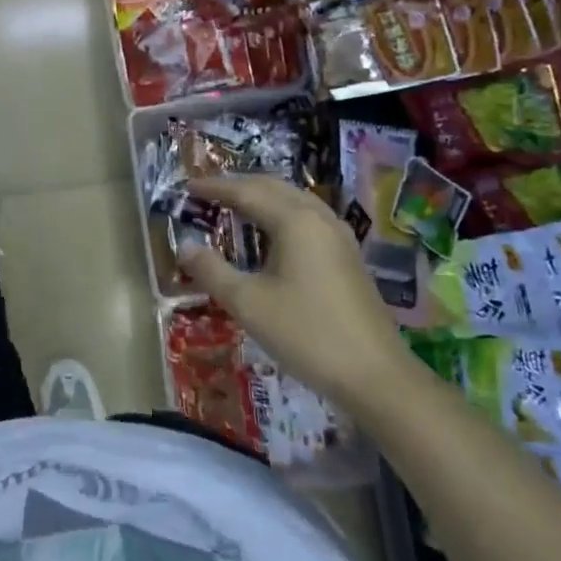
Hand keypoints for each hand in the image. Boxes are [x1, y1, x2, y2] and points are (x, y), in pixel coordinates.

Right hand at [176, 177, 407, 406]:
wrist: (375, 375)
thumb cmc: (306, 333)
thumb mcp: (248, 303)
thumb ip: (212, 271)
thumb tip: (184, 246)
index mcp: (295, 221)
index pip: (247, 192)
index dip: (215, 188)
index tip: (188, 186)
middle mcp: (319, 218)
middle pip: (274, 187)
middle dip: (239, 185)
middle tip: (208, 192)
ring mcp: (339, 236)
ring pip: (295, 200)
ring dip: (263, 197)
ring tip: (236, 206)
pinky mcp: (348, 256)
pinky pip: (307, 218)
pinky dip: (281, 213)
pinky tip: (272, 234)